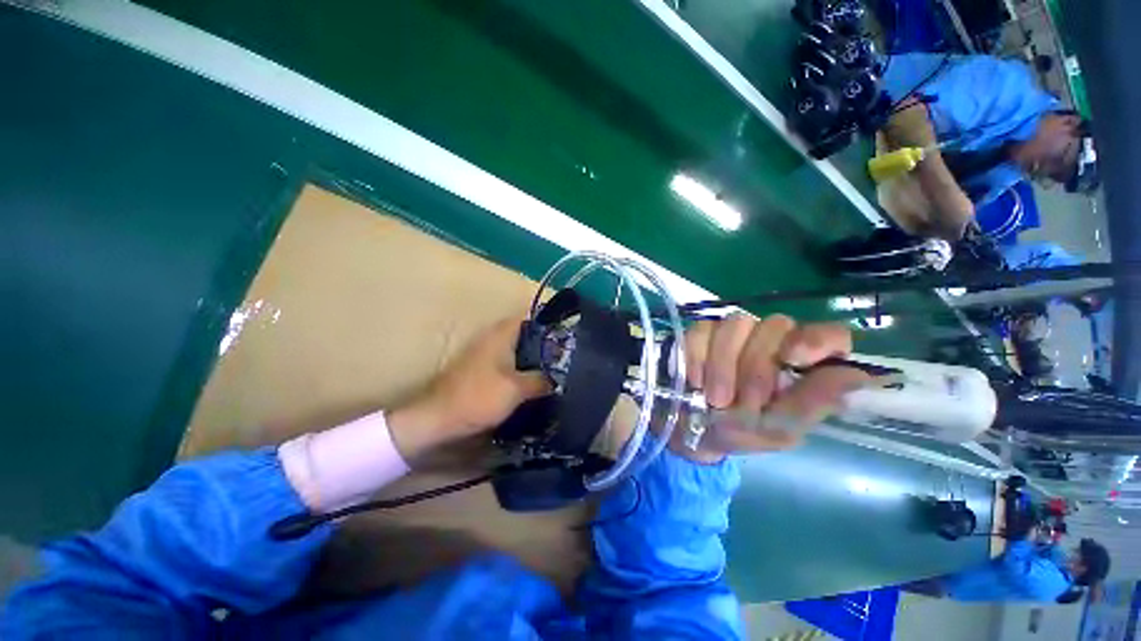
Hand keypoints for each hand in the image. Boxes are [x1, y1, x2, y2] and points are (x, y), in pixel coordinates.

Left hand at [389, 317, 549, 460]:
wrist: (438, 419)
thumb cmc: (478, 398)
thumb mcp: (516, 390)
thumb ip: (540, 381)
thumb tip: (558, 377)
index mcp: (500, 336)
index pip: (527, 319)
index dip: (546, 325)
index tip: (564, 337)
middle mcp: (491, 339)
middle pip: (523, 335)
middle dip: (543, 344)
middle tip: (563, 357)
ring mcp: (484, 354)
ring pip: (515, 350)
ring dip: (532, 358)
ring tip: (553, 370)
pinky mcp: (480, 370)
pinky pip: (507, 363)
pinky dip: (520, 369)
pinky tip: (532, 383)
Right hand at [673, 313, 867, 462]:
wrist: (689, 429)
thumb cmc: (740, 433)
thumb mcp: (777, 430)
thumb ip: (811, 405)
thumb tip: (856, 377)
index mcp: (801, 364)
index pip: (828, 334)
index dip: (816, 339)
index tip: (793, 359)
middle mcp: (772, 340)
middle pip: (776, 325)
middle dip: (755, 368)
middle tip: (742, 404)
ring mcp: (734, 332)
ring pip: (737, 324)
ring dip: (723, 365)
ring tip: (715, 399)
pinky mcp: (701, 332)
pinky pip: (702, 331)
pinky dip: (698, 358)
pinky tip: (696, 381)